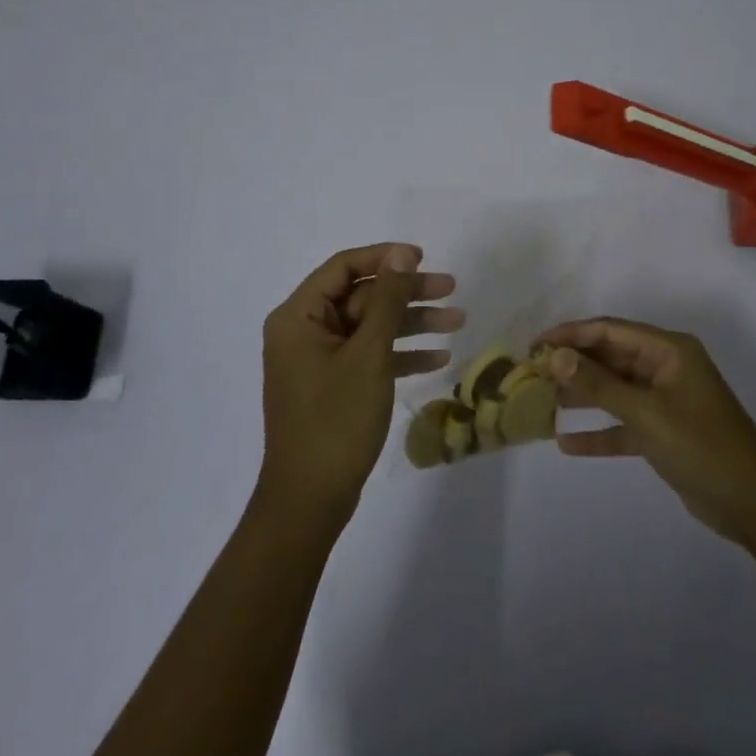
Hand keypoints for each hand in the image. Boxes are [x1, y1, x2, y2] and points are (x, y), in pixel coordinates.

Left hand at [258, 243, 462, 524]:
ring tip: (457, 320)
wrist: (310, 500)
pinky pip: (369, 355)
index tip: (424, 257)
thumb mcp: (368, 355)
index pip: (343, 267)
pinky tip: (439, 357)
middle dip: (407, 293)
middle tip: (451, 288)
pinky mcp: (333, 385)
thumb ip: (387, 301)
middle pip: (362, 296)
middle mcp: (304, 331)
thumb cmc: (336, 420)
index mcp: (298, 317)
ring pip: (370, 326)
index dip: (385, 257)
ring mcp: (318, 360)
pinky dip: (400, 353)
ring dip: (412, 322)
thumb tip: (403, 255)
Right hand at [534, 318, 755, 546]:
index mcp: (668, 350)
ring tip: (542, 402)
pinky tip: (566, 442)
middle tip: (532, 375)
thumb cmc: (701, 446)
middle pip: (610, 358)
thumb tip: (556, 356)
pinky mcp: (663, 432)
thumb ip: (599, 385)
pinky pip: (623, 425)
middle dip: (573, 365)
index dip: (571, 334)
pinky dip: (599, 431)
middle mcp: (665, 368)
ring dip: (582, 396)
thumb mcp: (646, 413)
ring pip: (614, 390)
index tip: (535, 345)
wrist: (753, 503)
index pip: (610, 330)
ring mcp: (665, 401)